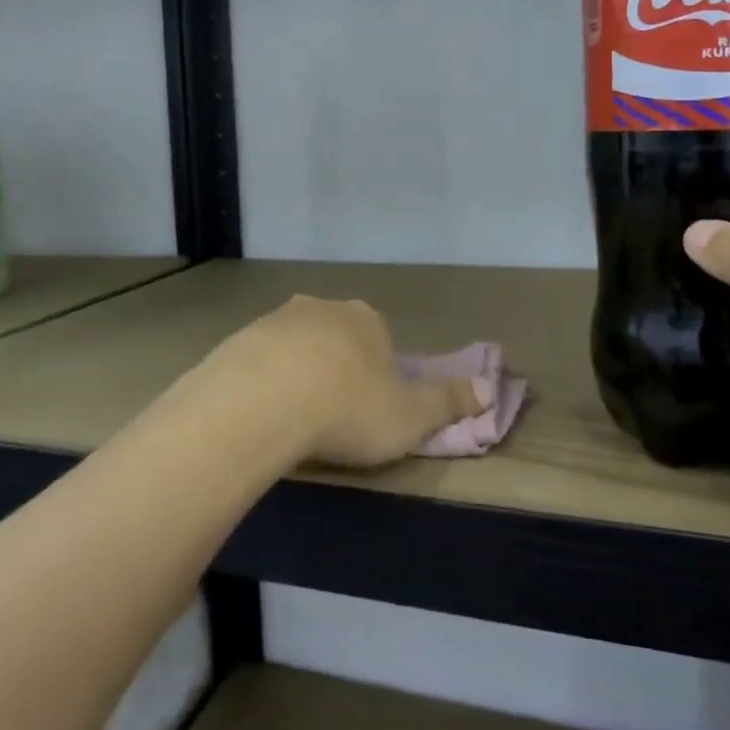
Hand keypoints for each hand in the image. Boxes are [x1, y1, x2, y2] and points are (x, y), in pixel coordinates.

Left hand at [192, 295, 482, 469]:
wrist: (263, 401)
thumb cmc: (349, 408)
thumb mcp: (411, 416)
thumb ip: (449, 402)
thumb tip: (491, 388)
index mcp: (367, 320)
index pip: (380, 341)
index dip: (379, 375)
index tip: (370, 410)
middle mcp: (323, 308)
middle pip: (336, 338)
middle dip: (337, 369)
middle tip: (331, 416)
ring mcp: (276, 319)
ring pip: (295, 347)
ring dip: (297, 374)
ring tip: (294, 420)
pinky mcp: (239, 339)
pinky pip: (258, 362)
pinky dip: (263, 383)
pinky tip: (261, 415)